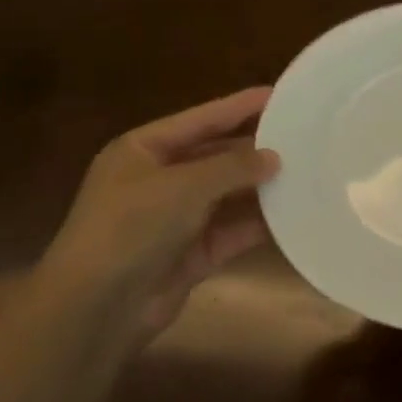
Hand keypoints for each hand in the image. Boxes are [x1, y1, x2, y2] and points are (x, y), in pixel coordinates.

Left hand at [34, 87, 280, 350]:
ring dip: (260, 187)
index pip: (200, 120)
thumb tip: (274, 157)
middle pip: (215, 155)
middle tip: (302, 136)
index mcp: (143, 150)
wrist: (96, 306)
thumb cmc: (131, 227)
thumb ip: (233, 167)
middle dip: (254, 148)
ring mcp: (175, 219)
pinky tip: (292, 214)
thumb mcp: (183, 186)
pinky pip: (231, 231)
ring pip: (227, 195)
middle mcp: (158, 180)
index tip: (279, 95)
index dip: (239, 106)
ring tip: (305, 171)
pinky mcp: (191, 254)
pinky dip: (257, 224)